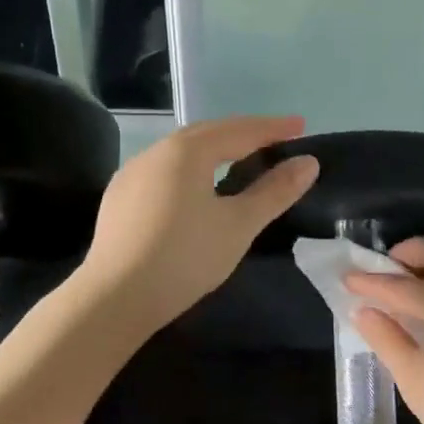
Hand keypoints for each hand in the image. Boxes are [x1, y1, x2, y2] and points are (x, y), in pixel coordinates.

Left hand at [79, 115, 319, 332]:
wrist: (115, 297)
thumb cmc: (184, 258)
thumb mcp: (238, 226)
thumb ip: (274, 192)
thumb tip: (308, 163)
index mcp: (187, 151)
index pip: (239, 131)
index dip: (273, 128)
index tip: (301, 126)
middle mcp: (156, 152)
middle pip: (207, 134)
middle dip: (243, 134)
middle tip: (273, 140)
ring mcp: (131, 174)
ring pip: (181, 152)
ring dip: (213, 150)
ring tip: (237, 160)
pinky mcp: (118, 198)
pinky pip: (163, 172)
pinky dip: (189, 170)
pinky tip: (193, 189)